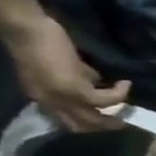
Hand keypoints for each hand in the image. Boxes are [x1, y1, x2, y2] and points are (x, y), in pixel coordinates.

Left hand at [7, 17, 130, 132]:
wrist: (26, 29)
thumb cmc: (39, 41)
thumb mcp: (60, 65)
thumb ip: (78, 77)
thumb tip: (99, 82)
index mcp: (43, 97)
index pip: (68, 121)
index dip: (91, 122)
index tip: (109, 115)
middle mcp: (51, 103)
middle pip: (82, 125)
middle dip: (106, 124)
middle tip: (125, 119)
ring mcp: (62, 97)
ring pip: (94, 118)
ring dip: (115, 113)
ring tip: (128, 100)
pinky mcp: (75, 89)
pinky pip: (104, 100)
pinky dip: (118, 94)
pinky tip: (125, 84)